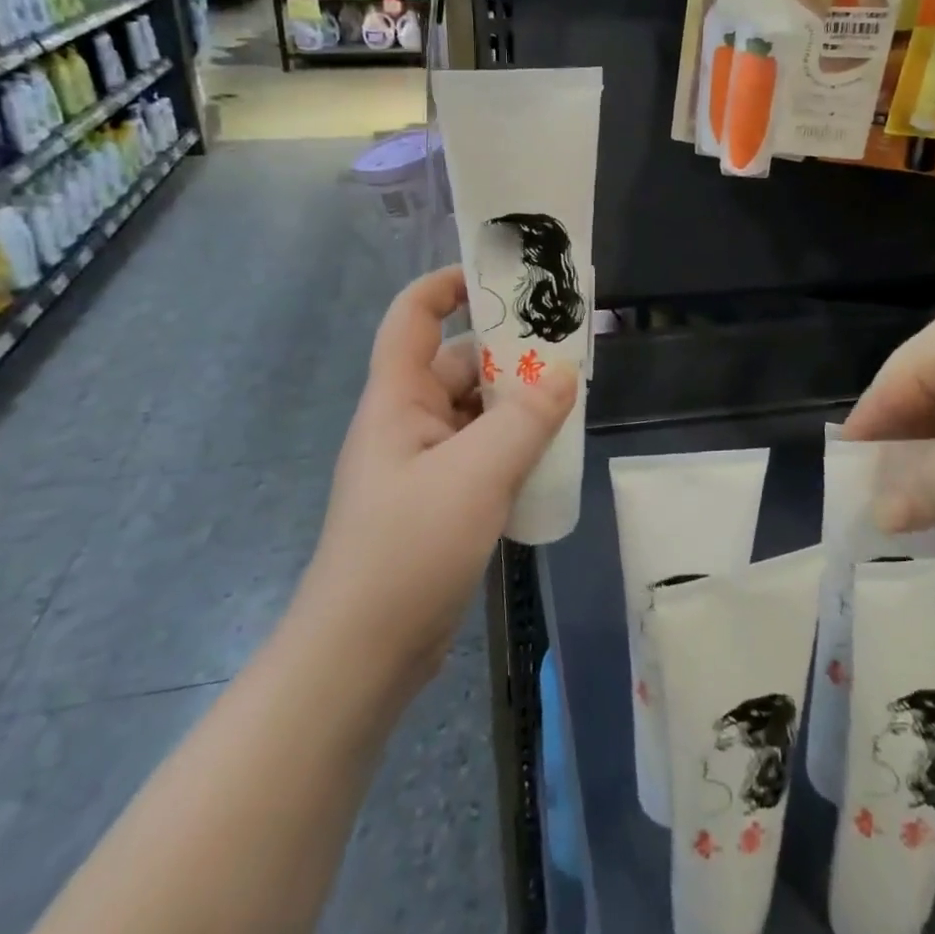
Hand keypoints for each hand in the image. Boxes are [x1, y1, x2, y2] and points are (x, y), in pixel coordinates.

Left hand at [299, 267, 576, 691]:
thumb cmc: (408, 547)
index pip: (413, 314)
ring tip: (571, 396)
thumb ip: (525, 419)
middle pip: (457, 362)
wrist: (363, 656)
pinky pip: (481, 452)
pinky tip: (551, 454)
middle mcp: (408, 421)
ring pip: (475, 411)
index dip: (449, 284)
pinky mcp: (439, 501)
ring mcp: (423, 463)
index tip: (503, 277)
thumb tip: (565, 373)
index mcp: (398, 397)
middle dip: (508, 352)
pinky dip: (514, 445)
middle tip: (565, 346)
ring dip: (517, 403)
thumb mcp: (476, 474)